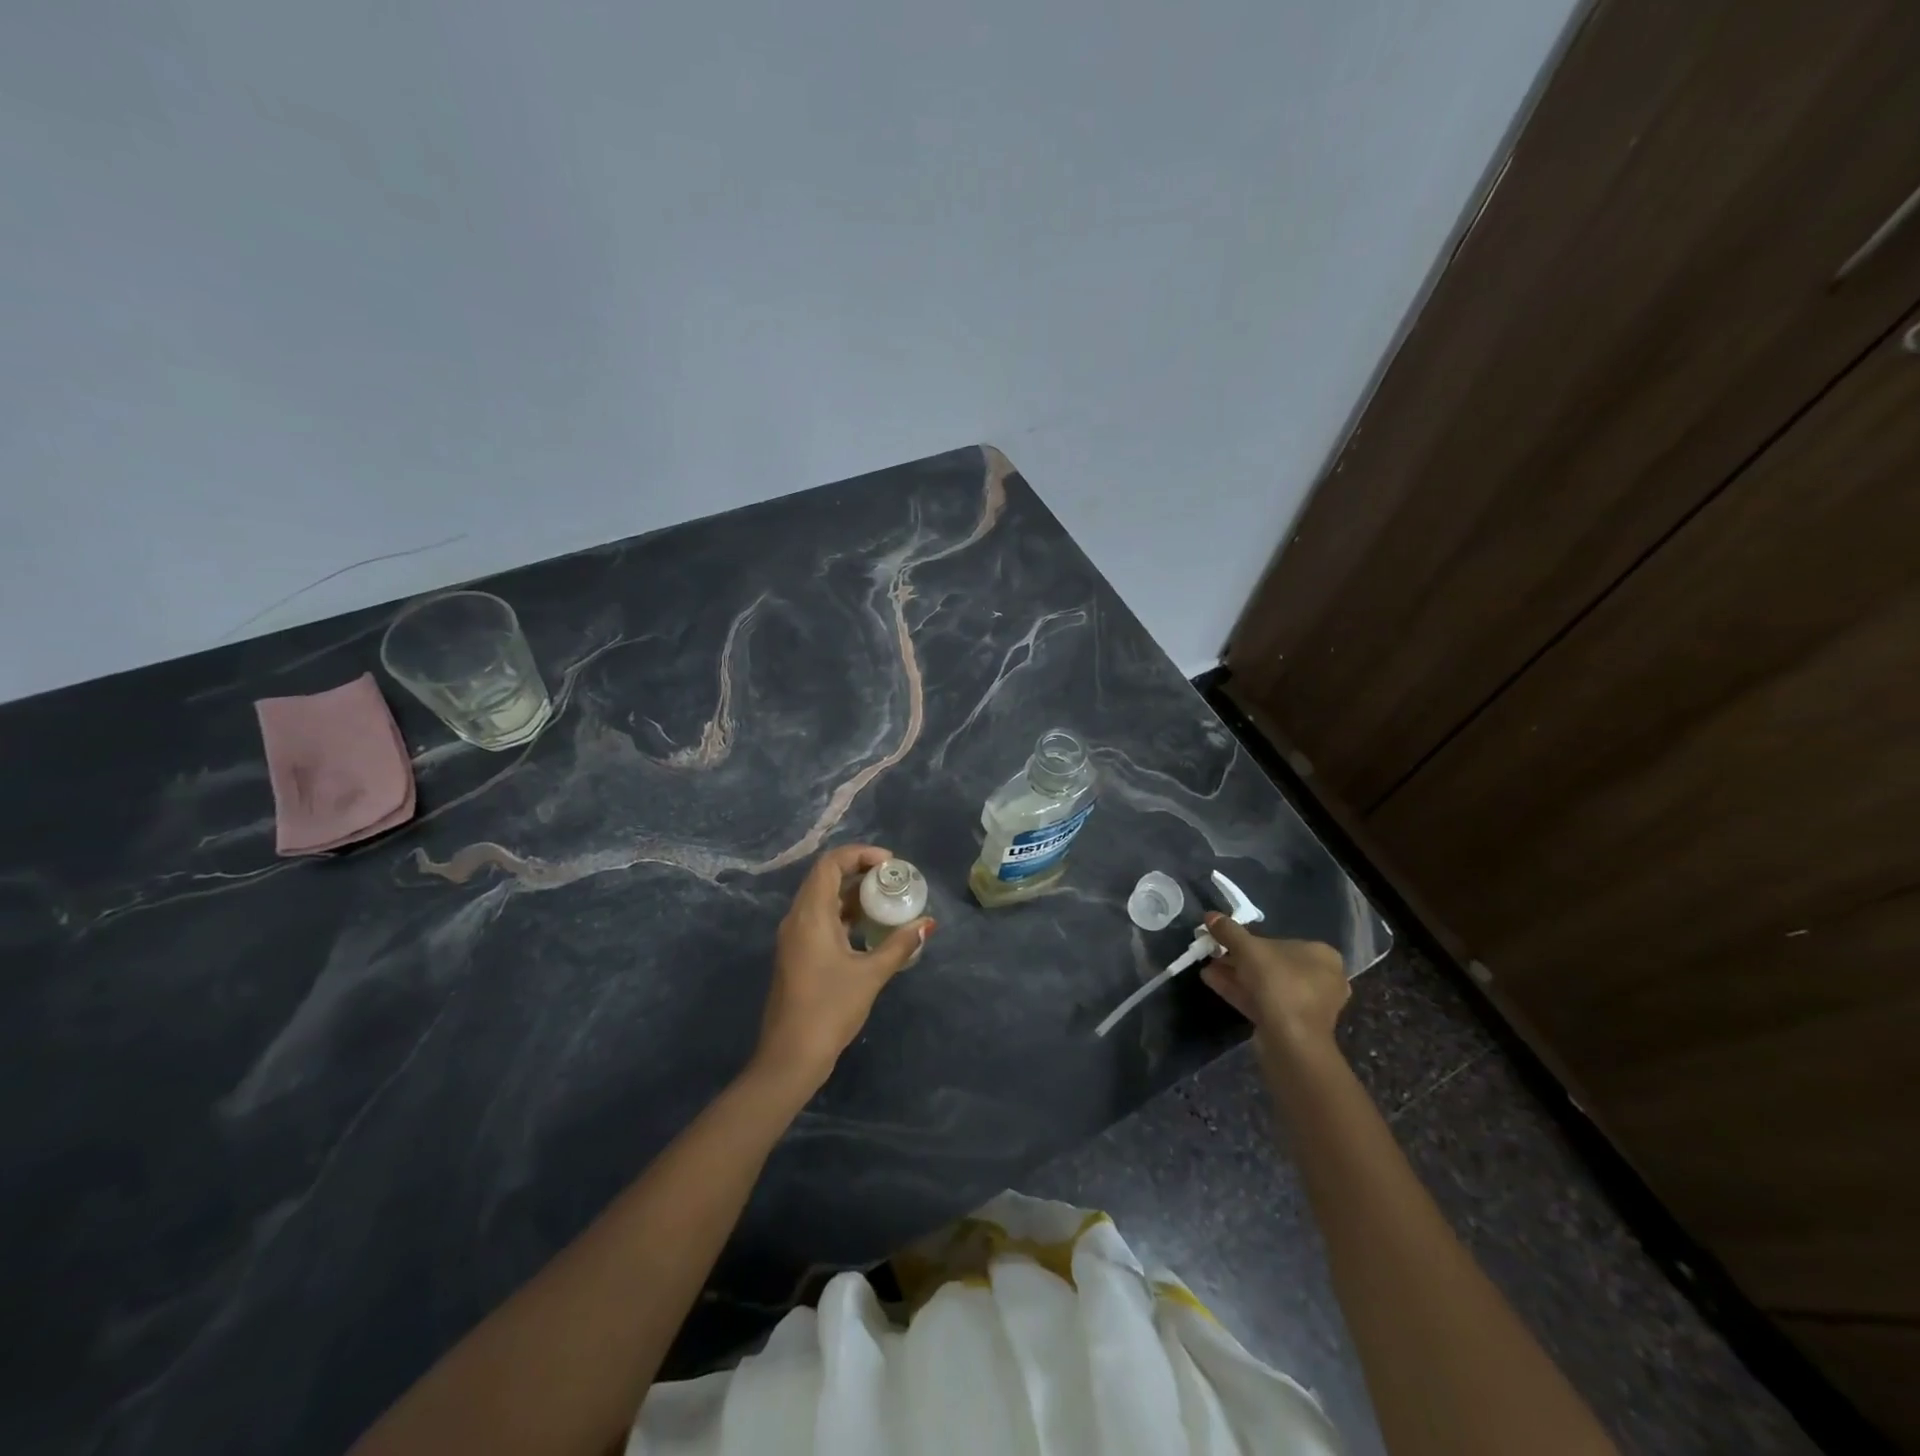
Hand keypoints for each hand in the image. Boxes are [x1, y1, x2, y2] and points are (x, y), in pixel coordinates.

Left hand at [754, 844, 934, 1093]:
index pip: (831, 864)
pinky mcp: (798, 954)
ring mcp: (795, 937)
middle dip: (860, 871)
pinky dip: (845, 914)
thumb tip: (927, 924)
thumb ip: (899, 945)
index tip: (891, 863)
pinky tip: (870, 928)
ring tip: (887, 900)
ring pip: (823, 899)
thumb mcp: (871, 975)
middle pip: (826, 877)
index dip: (860, 854)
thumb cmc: (829, 1009)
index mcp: (810, 914)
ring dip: (853, 894)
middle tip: (893, 879)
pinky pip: (821, 919)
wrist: (790, 1057)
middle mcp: (798, 918)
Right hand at [1200, 914, 1349, 1055]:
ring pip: (1265, 984)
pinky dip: (1240, 991)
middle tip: (1214, 953)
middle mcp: (1320, 979)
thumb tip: (1210, 915)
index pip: (1282, 940)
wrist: (1291, 1041)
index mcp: (1321, 956)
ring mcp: (1307, 1005)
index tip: (1226, 939)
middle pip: (1272, 963)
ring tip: (1207, 968)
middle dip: (1239, 958)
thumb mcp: (1248, 949)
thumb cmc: (1279, 984)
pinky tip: (1211, 982)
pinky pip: (1263, 1001)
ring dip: (1236, 974)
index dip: (1250, 939)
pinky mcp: (1292, 1025)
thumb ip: (1229, 931)